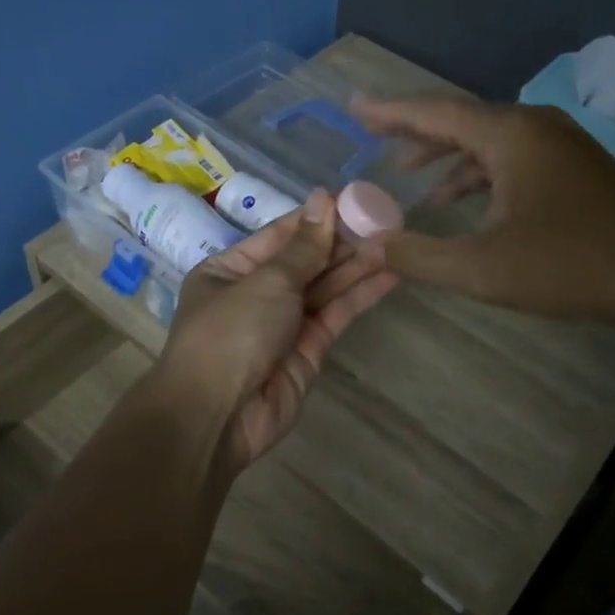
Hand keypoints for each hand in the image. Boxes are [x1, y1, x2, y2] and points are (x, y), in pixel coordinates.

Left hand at [159, 190, 396, 471]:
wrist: (218, 416)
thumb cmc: (231, 334)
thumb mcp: (265, 282)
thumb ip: (303, 247)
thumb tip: (323, 198)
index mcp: (229, 270)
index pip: (279, 236)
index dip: (315, 218)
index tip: (352, 199)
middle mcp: (255, 294)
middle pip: (305, 261)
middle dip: (341, 242)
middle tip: (384, 220)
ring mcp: (282, 324)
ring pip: (324, 287)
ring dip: (357, 266)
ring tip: (395, 242)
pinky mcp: (307, 350)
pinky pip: (335, 315)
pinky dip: (360, 296)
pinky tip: (389, 276)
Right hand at [349, 94, 614, 320]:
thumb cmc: (572, 265)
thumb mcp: (483, 269)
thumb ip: (418, 256)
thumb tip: (367, 244)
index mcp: (509, 135)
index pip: (434, 112)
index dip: (389, 111)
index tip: (354, 106)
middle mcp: (534, 126)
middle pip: (460, 118)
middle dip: (414, 129)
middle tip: (373, 133)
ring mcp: (559, 144)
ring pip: (487, 138)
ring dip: (445, 154)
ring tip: (408, 173)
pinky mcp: (575, 167)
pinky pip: (511, 156)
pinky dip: (478, 171)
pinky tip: (463, 200)